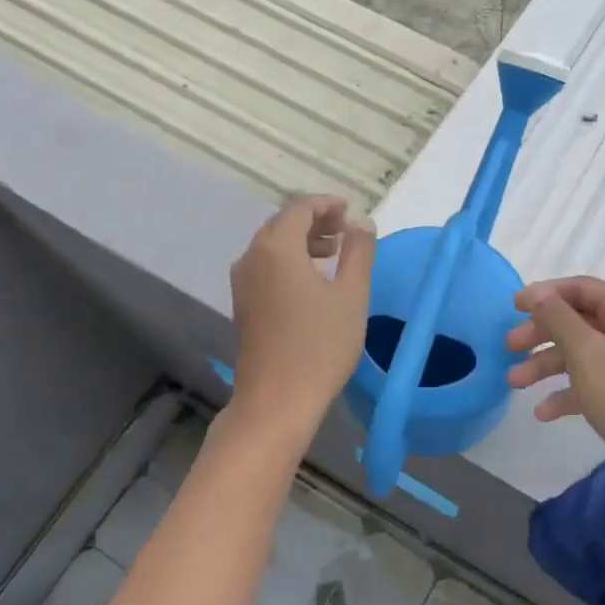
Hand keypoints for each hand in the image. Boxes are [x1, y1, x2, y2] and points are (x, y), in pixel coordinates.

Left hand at [229, 196, 374, 430]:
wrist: (276, 400)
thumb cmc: (320, 345)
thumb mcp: (351, 295)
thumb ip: (359, 252)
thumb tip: (362, 223)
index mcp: (276, 247)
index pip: (299, 208)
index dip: (326, 204)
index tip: (350, 212)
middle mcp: (252, 257)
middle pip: (282, 224)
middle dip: (315, 221)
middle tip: (345, 232)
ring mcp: (242, 282)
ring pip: (272, 245)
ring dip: (302, 241)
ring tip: (333, 254)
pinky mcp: (243, 304)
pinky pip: (265, 266)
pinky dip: (289, 260)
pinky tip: (311, 280)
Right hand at [505, 277, 604, 513]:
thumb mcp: (588, 354)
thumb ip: (559, 318)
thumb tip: (539, 292)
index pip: (583, 288)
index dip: (545, 294)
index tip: (512, 307)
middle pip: (581, 321)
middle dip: (543, 333)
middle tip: (509, 348)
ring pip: (585, 355)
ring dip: (549, 366)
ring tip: (514, 383)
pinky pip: (596, 385)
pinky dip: (569, 394)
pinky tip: (543, 413)